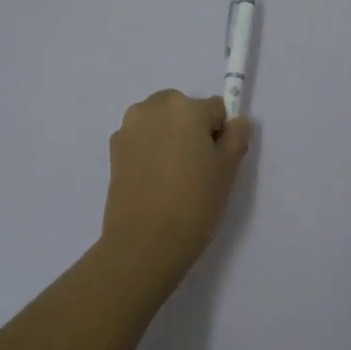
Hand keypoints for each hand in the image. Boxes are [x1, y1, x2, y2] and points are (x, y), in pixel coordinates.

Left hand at [101, 90, 252, 283]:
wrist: (145, 241)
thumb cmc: (194, 202)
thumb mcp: (228, 170)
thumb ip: (237, 137)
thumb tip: (237, 121)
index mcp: (185, 107)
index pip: (216, 109)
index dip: (222, 134)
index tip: (218, 161)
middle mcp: (153, 107)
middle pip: (183, 109)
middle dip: (192, 129)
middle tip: (197, 167)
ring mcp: (129, 128)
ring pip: (160, 122)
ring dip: (169, 136)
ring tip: (173, 175)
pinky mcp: (114, 149)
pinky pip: (141, 139)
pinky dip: (150, 150)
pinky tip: (154, 180)